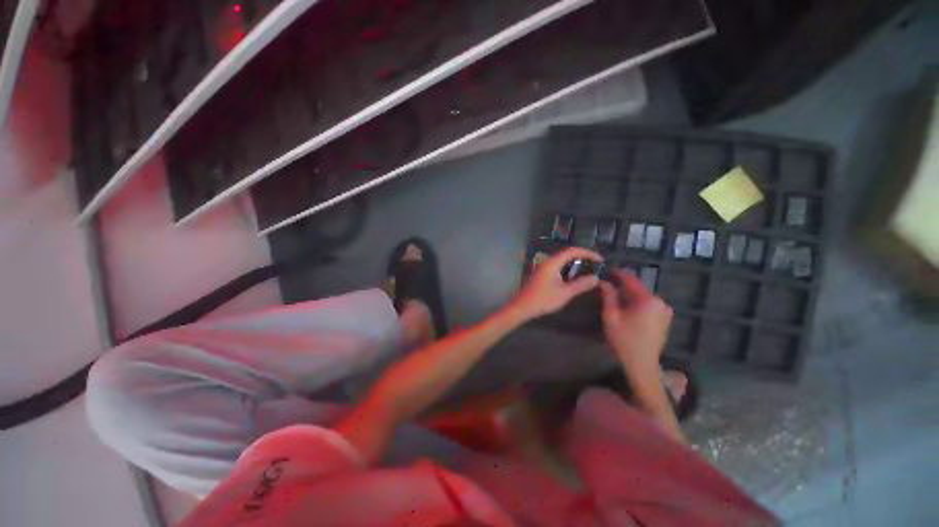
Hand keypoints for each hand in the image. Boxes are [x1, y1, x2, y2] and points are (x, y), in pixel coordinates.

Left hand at [512, 247, 602, 320]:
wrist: (522, 307)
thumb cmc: (543, 299)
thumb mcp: (565, 293)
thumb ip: (580, 284)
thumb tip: (595, 277)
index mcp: (552, 262)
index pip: (572, 251)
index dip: (587, 253)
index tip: (600, 259)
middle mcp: (547, 261)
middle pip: (567, 253)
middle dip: (582, 256)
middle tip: (596, 264)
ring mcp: (543, 267)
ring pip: (562, 260)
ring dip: (575, 263)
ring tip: (588, 269)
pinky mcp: (541, 274)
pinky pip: (557, 266)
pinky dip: (568, 268)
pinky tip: (574, 277)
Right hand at [599, 270, 672, 375]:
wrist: (642, 363)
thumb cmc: (624, 339)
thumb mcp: (611, 316)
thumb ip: (608, 296)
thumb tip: (604, 282)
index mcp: (648, 300)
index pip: (631, 279)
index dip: (618, 273)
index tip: (607, 269)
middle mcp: (660, 302)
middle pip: (638, 288)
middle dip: (623, 285)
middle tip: (608, 285)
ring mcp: (665, 310)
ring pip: (643, 296)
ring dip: (630, 294)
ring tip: (615, 296)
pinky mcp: (665, 318)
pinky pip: (649, 304)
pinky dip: (638, 302)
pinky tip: (627, 308)